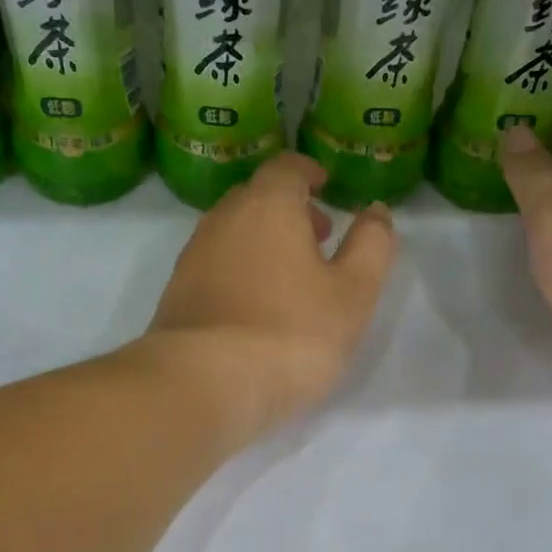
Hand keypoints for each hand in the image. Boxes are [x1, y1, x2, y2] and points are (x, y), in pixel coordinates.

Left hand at [146, 152, 396, 437]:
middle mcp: (223, 219)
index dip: (309, 172)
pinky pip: (214, 263)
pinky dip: (239, 268)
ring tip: (291, 277)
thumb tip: (375, 211)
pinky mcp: (177, 292)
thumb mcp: (353, 292)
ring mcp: (193, 255)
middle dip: (289, 208)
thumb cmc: (291, 332)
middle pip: (256, 196)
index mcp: (267, 205)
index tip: (326, 186)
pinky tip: (256, 305)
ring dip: (263, 239)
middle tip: (318, 238)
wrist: (202, 384)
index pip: (286, 167)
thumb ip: (371, 245)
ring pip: (233, 231)